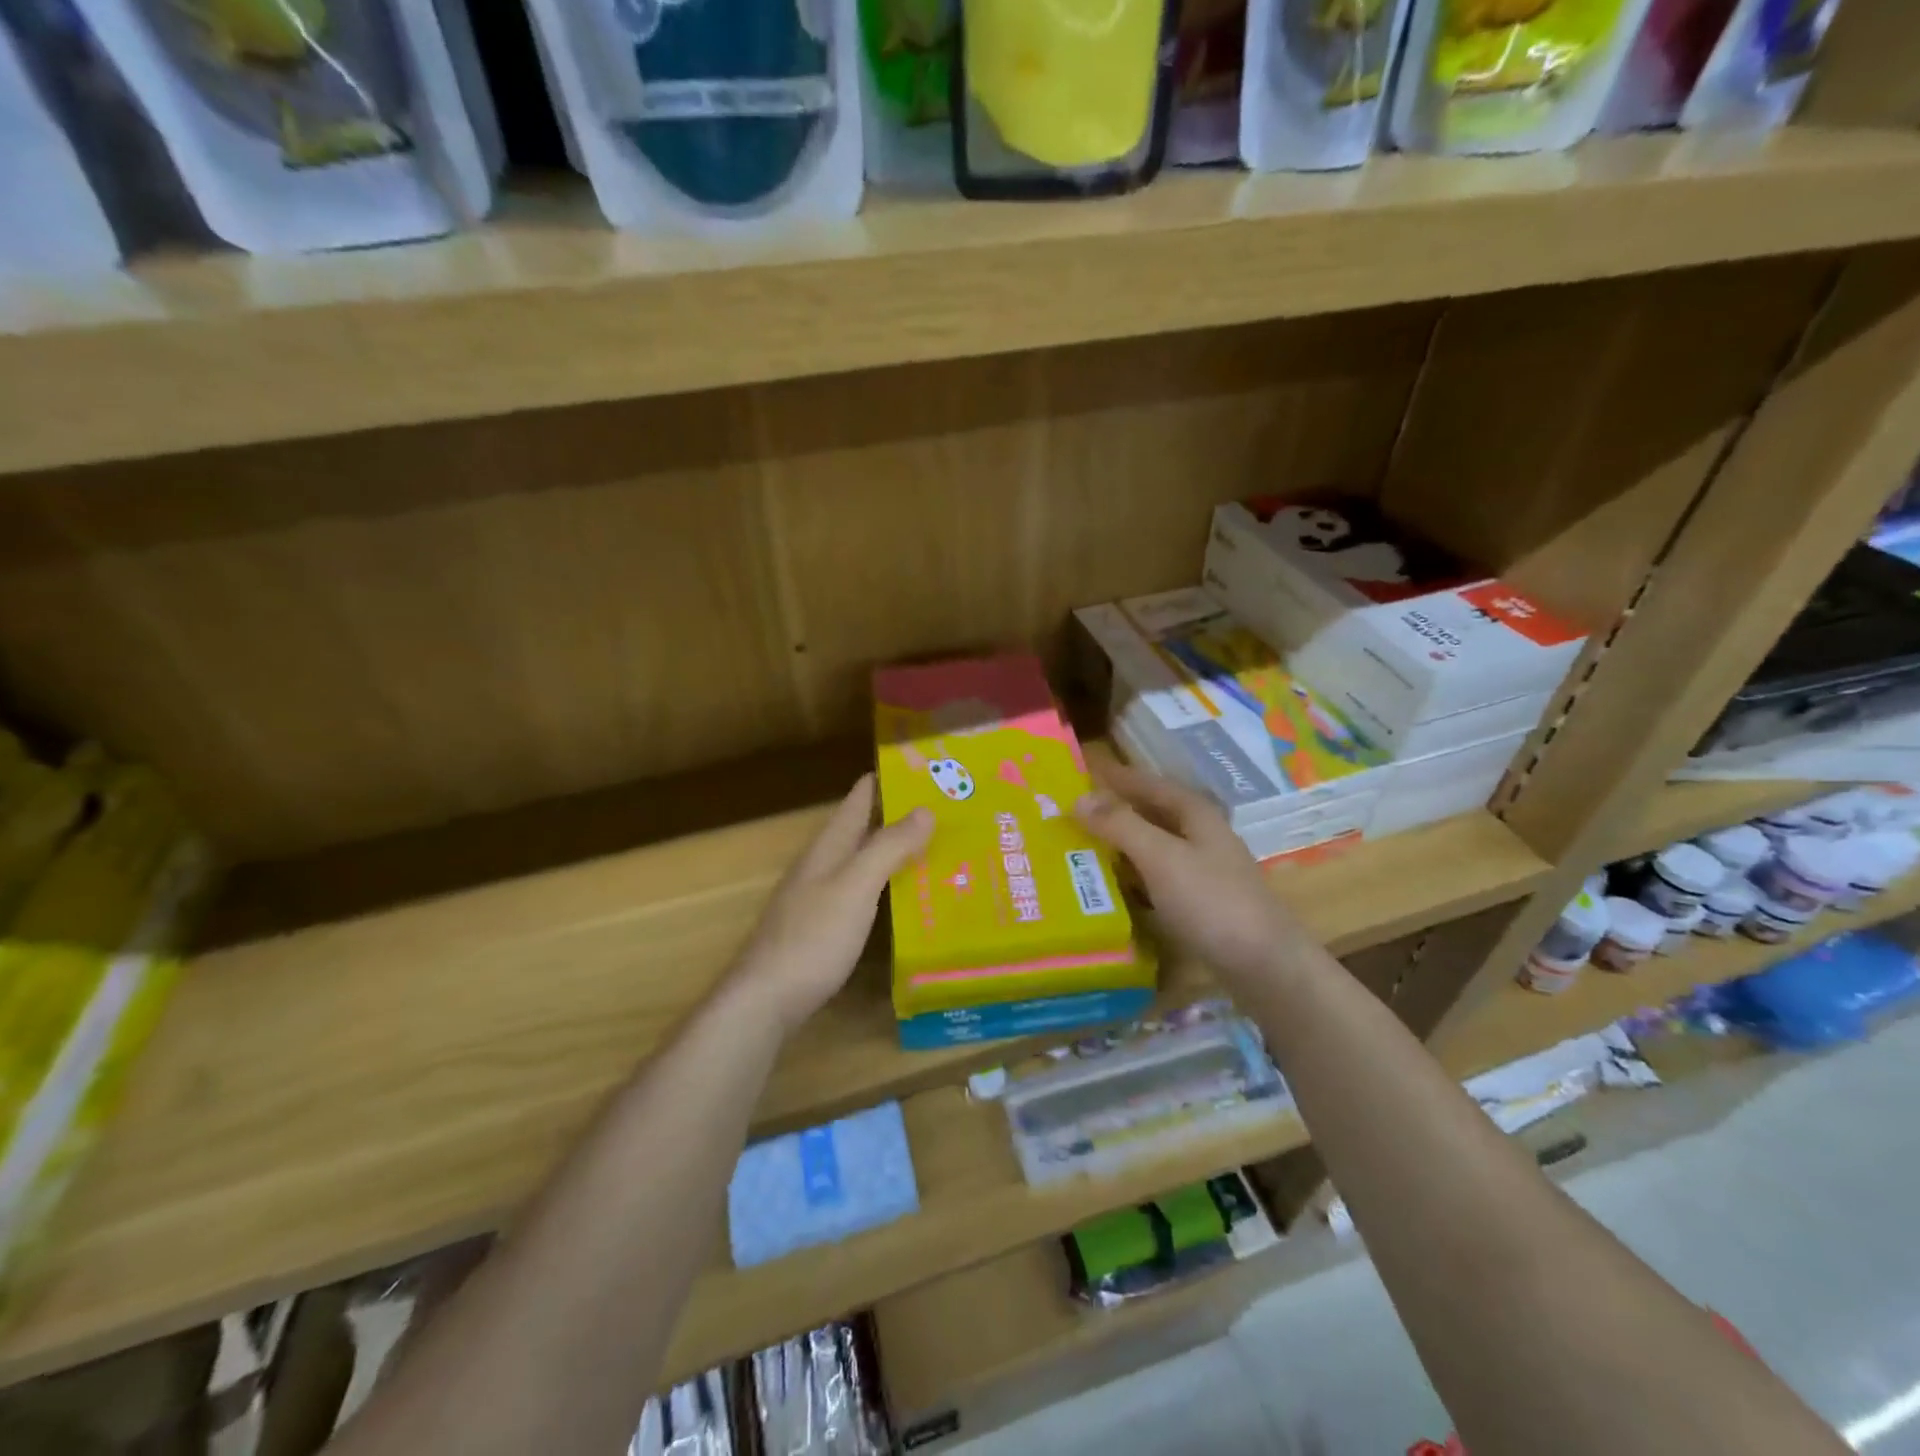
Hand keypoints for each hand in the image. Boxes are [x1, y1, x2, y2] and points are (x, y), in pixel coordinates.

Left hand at [730, 774, 932, 1034]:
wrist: (765, 1000)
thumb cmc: (812, 937)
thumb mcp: (855, 887)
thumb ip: (888, 847)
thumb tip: (925, 809)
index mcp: (829, 847)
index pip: (859, 798)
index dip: (888, 779)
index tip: (927, 768)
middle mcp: (824, 864)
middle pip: (864, 828)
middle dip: (901, 815)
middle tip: (950, 809)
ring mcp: (821, 897)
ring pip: (865, 860)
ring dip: (897, 850)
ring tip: (940, 847)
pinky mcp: (826, 927)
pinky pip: (865, 892)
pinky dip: (889, 884)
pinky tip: (911, 898)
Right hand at [1074, 758, 1303, 986]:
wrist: (1264, 964)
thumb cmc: (1211, 901)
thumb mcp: (1161, 857)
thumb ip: (1120, 825)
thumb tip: (1078, 798)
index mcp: (1195, 812)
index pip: (1146, 782)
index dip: (1114, 777)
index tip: (1077, 773)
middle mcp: (1200, 833)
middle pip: (1150, 812)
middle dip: (1113, 809)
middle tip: (1068, 812)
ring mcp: (1202, 868)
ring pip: (1152, 844)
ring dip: (1120, 843)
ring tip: (1078, 844)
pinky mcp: (1199, 900)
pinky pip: (1156, 875)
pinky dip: (1132, 874)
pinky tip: (1110, 884)